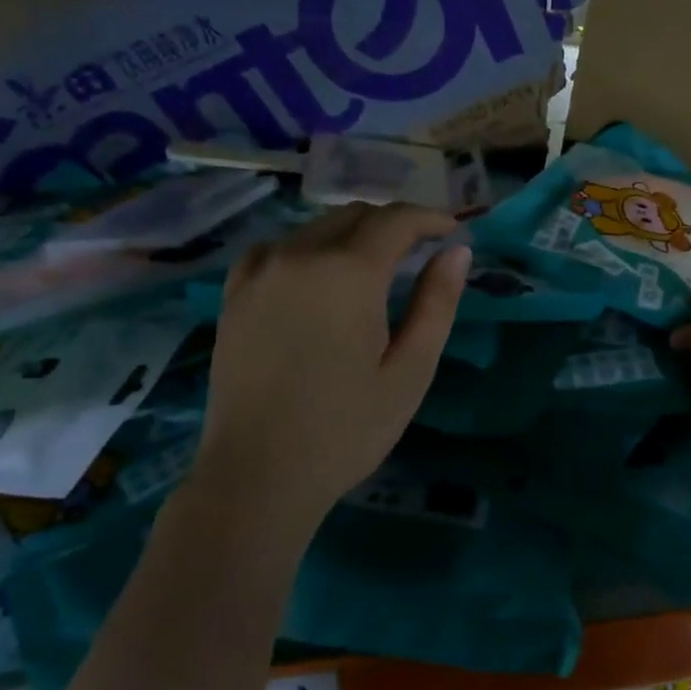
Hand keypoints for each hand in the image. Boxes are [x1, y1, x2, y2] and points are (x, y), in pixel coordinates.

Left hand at [195, 202, 468, 522]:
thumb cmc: (347, 429)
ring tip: (374, 267)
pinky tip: (316, 277)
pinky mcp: (233, 294)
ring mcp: (259, 272)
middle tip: (420, 252)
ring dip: (351, 235)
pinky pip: (277, 248)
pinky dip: (307, 249)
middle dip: (393, 225)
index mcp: (347, 273)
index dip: (430, 219)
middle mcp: (299, 256)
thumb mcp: (409, 371)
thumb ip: (436, 304)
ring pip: (315, 228)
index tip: (451, 232)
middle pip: (354, 216)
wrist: (258, 474)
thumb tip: (456, 253)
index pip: (395, 220)